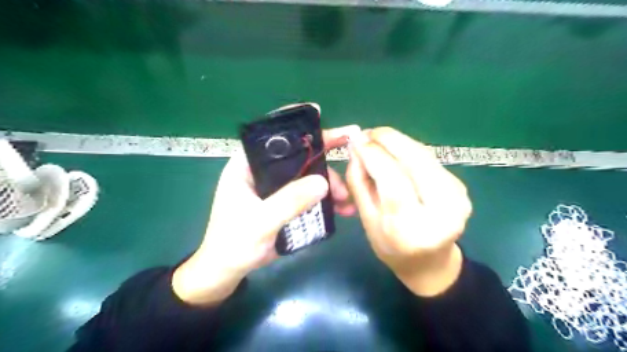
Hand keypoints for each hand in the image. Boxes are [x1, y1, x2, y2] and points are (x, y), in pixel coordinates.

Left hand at [170, 123, 359, 304]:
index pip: (273, 137)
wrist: (228, 270)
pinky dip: (325, 200)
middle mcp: (263, 171)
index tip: (321, 114)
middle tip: (351, 160)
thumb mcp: (260, 222)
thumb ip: (289, 201)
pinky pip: (308, 194)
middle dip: (324, 159)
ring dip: (329, 184)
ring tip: (346, 199)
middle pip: (298, 156)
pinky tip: (341, 209)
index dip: (296, 124)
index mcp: (247, 165)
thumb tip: (323, 182)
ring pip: (307, 176)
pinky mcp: (285, 202)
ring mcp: (275, 187)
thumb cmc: (233, 243)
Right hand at [345, 127, 472, 296]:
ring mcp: (457, 197)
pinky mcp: (461, 187)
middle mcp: (441, 211)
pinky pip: (430, 160)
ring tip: (378, 138)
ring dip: (399, 141)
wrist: (431, 263)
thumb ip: (359, 184)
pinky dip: (410, 150)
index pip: (393, 180)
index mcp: (411, 228)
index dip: (373, 155)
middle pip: (415, 161)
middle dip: (389, 139)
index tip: (356, 139)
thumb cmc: (392, 247)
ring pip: (424, 155)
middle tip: (368, 133)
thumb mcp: (367, 220)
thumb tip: (356, 150)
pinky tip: (396, 150)